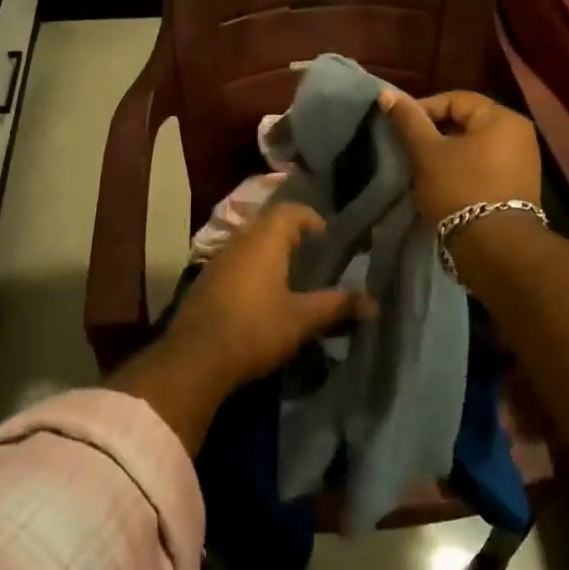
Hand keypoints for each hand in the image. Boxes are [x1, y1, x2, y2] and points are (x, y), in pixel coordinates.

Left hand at [110, 201, 375, 454]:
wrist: (195, 358)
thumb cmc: (255, 329)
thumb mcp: (301, 319)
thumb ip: (336, 306)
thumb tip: (373, 303)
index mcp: (264, 241)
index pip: (289, 211)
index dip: (310, 218)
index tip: (326, 237)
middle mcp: (239, 242)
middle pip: (267, 225)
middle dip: (290, 235)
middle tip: (311, 256)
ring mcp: (217, 261)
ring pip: (248, 244)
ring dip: (269, 253)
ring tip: (290, 277)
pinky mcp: (205, 282)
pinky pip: (234, 263)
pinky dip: (252, 270)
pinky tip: (261, 297)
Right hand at [378, 89, 540, 226]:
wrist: (494, 247)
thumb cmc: (459, 190)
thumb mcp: (427, 153)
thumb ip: (408, 121)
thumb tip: (386, 94)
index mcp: (502, 118)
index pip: (455, 99)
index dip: (423, 109)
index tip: (400, 128)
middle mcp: (519, 134)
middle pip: (466, 121)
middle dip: (435, 132)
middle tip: (408, 148)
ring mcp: (523, 161)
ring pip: (474, 145)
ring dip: (447, 152)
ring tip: (422, 166)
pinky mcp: (518, 186)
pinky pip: (484, 165)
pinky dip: (462, 168)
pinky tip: (442, 182)